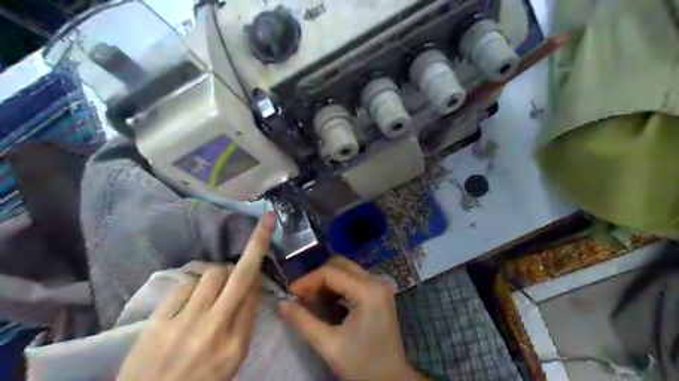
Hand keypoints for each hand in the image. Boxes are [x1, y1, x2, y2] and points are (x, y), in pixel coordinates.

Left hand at [115, 213, 276, 379]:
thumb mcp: (231, 361)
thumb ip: (243, 324)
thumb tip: (250, 288)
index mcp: (237, 343)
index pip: (255, 293)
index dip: (260, 268)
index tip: (264, 246)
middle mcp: (216, 328)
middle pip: (240, 275)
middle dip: (257, 243)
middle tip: (265, 220)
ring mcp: (185, 323)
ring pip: (211, 274)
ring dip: (217, 272)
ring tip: (213, 284)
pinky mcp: (158, 323)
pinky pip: (183, 286)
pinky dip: (192, 285)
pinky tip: (190, 297)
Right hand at [279, 256, 422, 380]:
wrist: (391, 380)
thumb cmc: (362, 365)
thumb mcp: (329, 345)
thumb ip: (303, 321)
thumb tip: (281, 303)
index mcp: (368, 291)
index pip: (331, 272)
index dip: (308, 280)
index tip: (290, 293)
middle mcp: (376, 281)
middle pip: (340, 265)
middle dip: (317, 278)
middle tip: (301, 297)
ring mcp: (380, 286)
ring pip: (346, 270)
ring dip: (327, 281)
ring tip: (312, 302)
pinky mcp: (379, 293)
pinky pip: (353, 279)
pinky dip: (337, 287)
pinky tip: (328, 304)